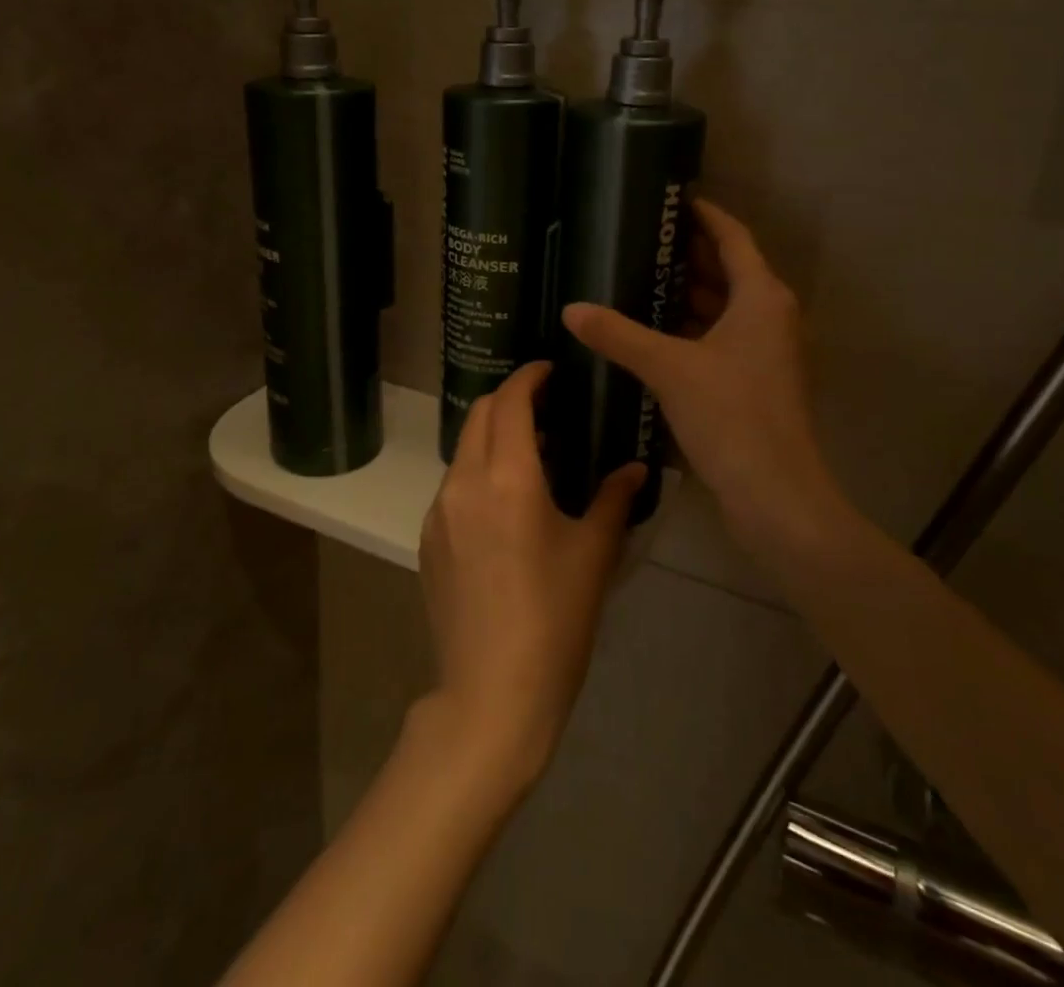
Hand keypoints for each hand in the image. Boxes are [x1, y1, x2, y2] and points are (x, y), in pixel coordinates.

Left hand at [418, 361, 644, 792]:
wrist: (491, 694)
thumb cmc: (554, 620)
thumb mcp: (594, 555)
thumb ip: (614, 500)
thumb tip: (635, 469)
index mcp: (508, 477)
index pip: (511, 402)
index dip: (529, 377)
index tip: (548, 370)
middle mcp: (465, 482)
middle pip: (480, 415)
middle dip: (510, 399)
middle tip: (546, 407)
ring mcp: (439, 511)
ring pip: (464, 450)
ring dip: (493, 437)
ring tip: (532, 457)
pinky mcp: (427, 540)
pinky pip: (453, 485)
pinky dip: (478, 472)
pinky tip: (504, 505)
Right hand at [561, 199, 829, 548]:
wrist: (775, 493)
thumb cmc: (731, 415)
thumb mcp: (669, 368)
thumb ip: (619, 335)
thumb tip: (571, 309)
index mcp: (761, 298)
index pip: (733, 238)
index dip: (705, 216)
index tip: (672, 200)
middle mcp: (771, 317)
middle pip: (730, 271)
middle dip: (688, 256)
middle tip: (641, 241)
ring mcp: (767, 352)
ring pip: (725, 308)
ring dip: (689, 295)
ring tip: (638, 281)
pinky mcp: (756, 382)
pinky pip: (722, 338)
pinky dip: (693, 329)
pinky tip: (654, 334)